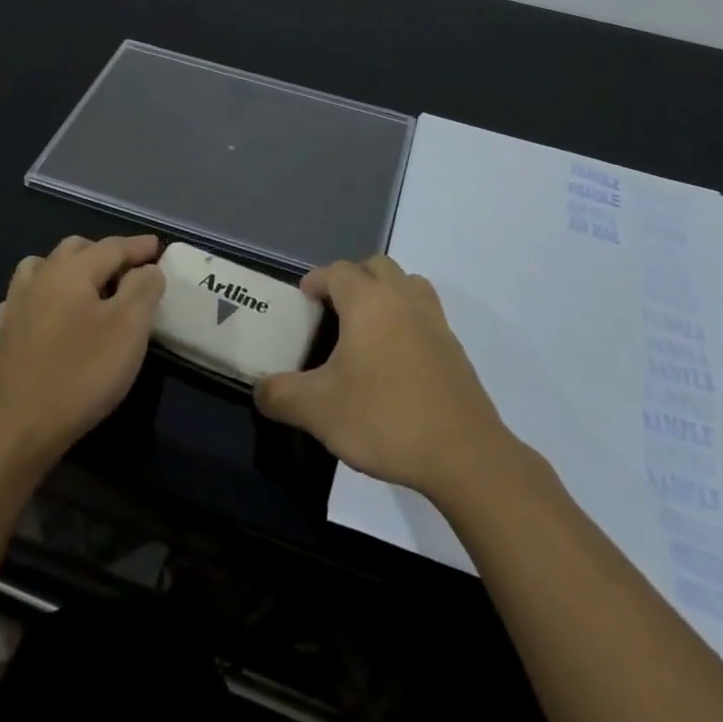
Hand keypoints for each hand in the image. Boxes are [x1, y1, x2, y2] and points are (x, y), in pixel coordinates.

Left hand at [0, 234, 164, 469]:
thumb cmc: (82, 373)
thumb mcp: (129, 328)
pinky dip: (45, 293)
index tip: (158, 247)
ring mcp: (17, 305)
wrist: (20, 428)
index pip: (112, 247)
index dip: (138, 246)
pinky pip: (26, 296)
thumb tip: (147, 268)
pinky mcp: (5, 334)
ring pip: (44, 266)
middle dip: (105, 252)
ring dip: (71, 267)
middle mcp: (40, 278)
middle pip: (75, 249)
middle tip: (130, 270)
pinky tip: (52, 311)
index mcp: (71, 271)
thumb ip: (143, 289)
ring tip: (91, 286)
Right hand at [254, 256, 511, 503]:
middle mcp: (403, 299)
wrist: (463, 454)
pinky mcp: (453, 348)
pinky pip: (425, 314)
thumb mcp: (318, 411)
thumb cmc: (384, 418)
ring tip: (366, 326)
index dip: (317, 280)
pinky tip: (394, 358)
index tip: (303, 297)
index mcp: (369, 301)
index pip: (338, 272)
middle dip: (352, 279)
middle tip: (332, 309)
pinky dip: (406, 319)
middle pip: (376, 267)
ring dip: (384, 293)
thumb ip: (280, 395)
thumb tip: (259, 391)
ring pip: (407, 284)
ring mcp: (434, 321)